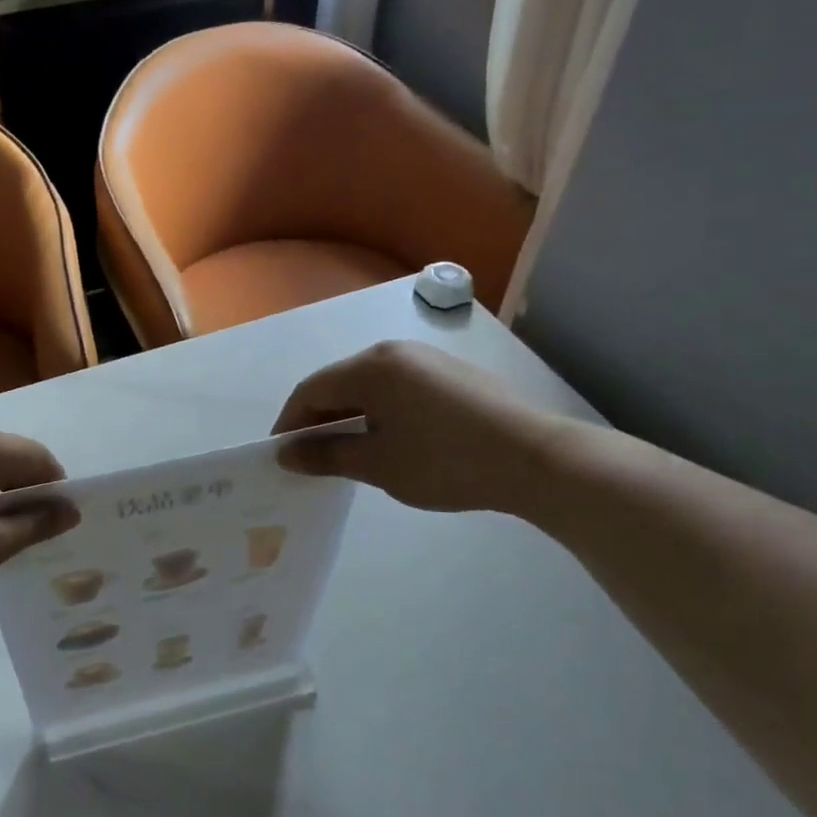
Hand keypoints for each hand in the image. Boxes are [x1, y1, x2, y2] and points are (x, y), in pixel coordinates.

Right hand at [272, 340, 567, 513]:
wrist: (533, 458)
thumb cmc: (444, 461)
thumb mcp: (378, 464)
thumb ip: (327, 454)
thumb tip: (287, 454)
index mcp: (370, 367)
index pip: (311, 390)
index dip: (290, 423)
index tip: (282, 456)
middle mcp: (394, 352)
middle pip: (340, 383)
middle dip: (319, 420)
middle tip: (311, 458)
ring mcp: (426, 360)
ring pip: (370, 386)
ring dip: (349, 416)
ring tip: (348, 453)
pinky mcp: (451, 374)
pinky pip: (398, 389)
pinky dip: (380, 412)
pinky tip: (389, 440)